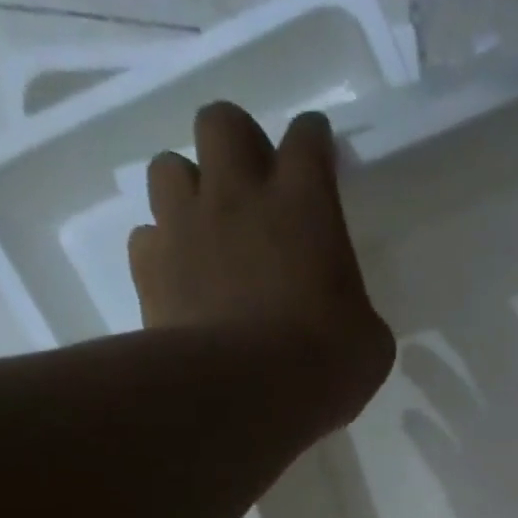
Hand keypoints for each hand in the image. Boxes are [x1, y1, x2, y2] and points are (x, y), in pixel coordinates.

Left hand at [129, 102, 394, 432]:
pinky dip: (165, 250)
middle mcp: (239, 196)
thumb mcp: (369, 342)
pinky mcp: (150, 267)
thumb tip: (342, 316)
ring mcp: (186, 226)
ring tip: (209, 230)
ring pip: (169, 167)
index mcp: (305, 205)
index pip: (307, 139)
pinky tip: (183, 278)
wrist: (243, 395)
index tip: (319, 155)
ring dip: (190, 190)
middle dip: (238, 144)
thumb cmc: (323, 365)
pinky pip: (148, 236)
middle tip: (255, 188)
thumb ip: (354, 308)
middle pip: (223, 122)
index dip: (313, 141)